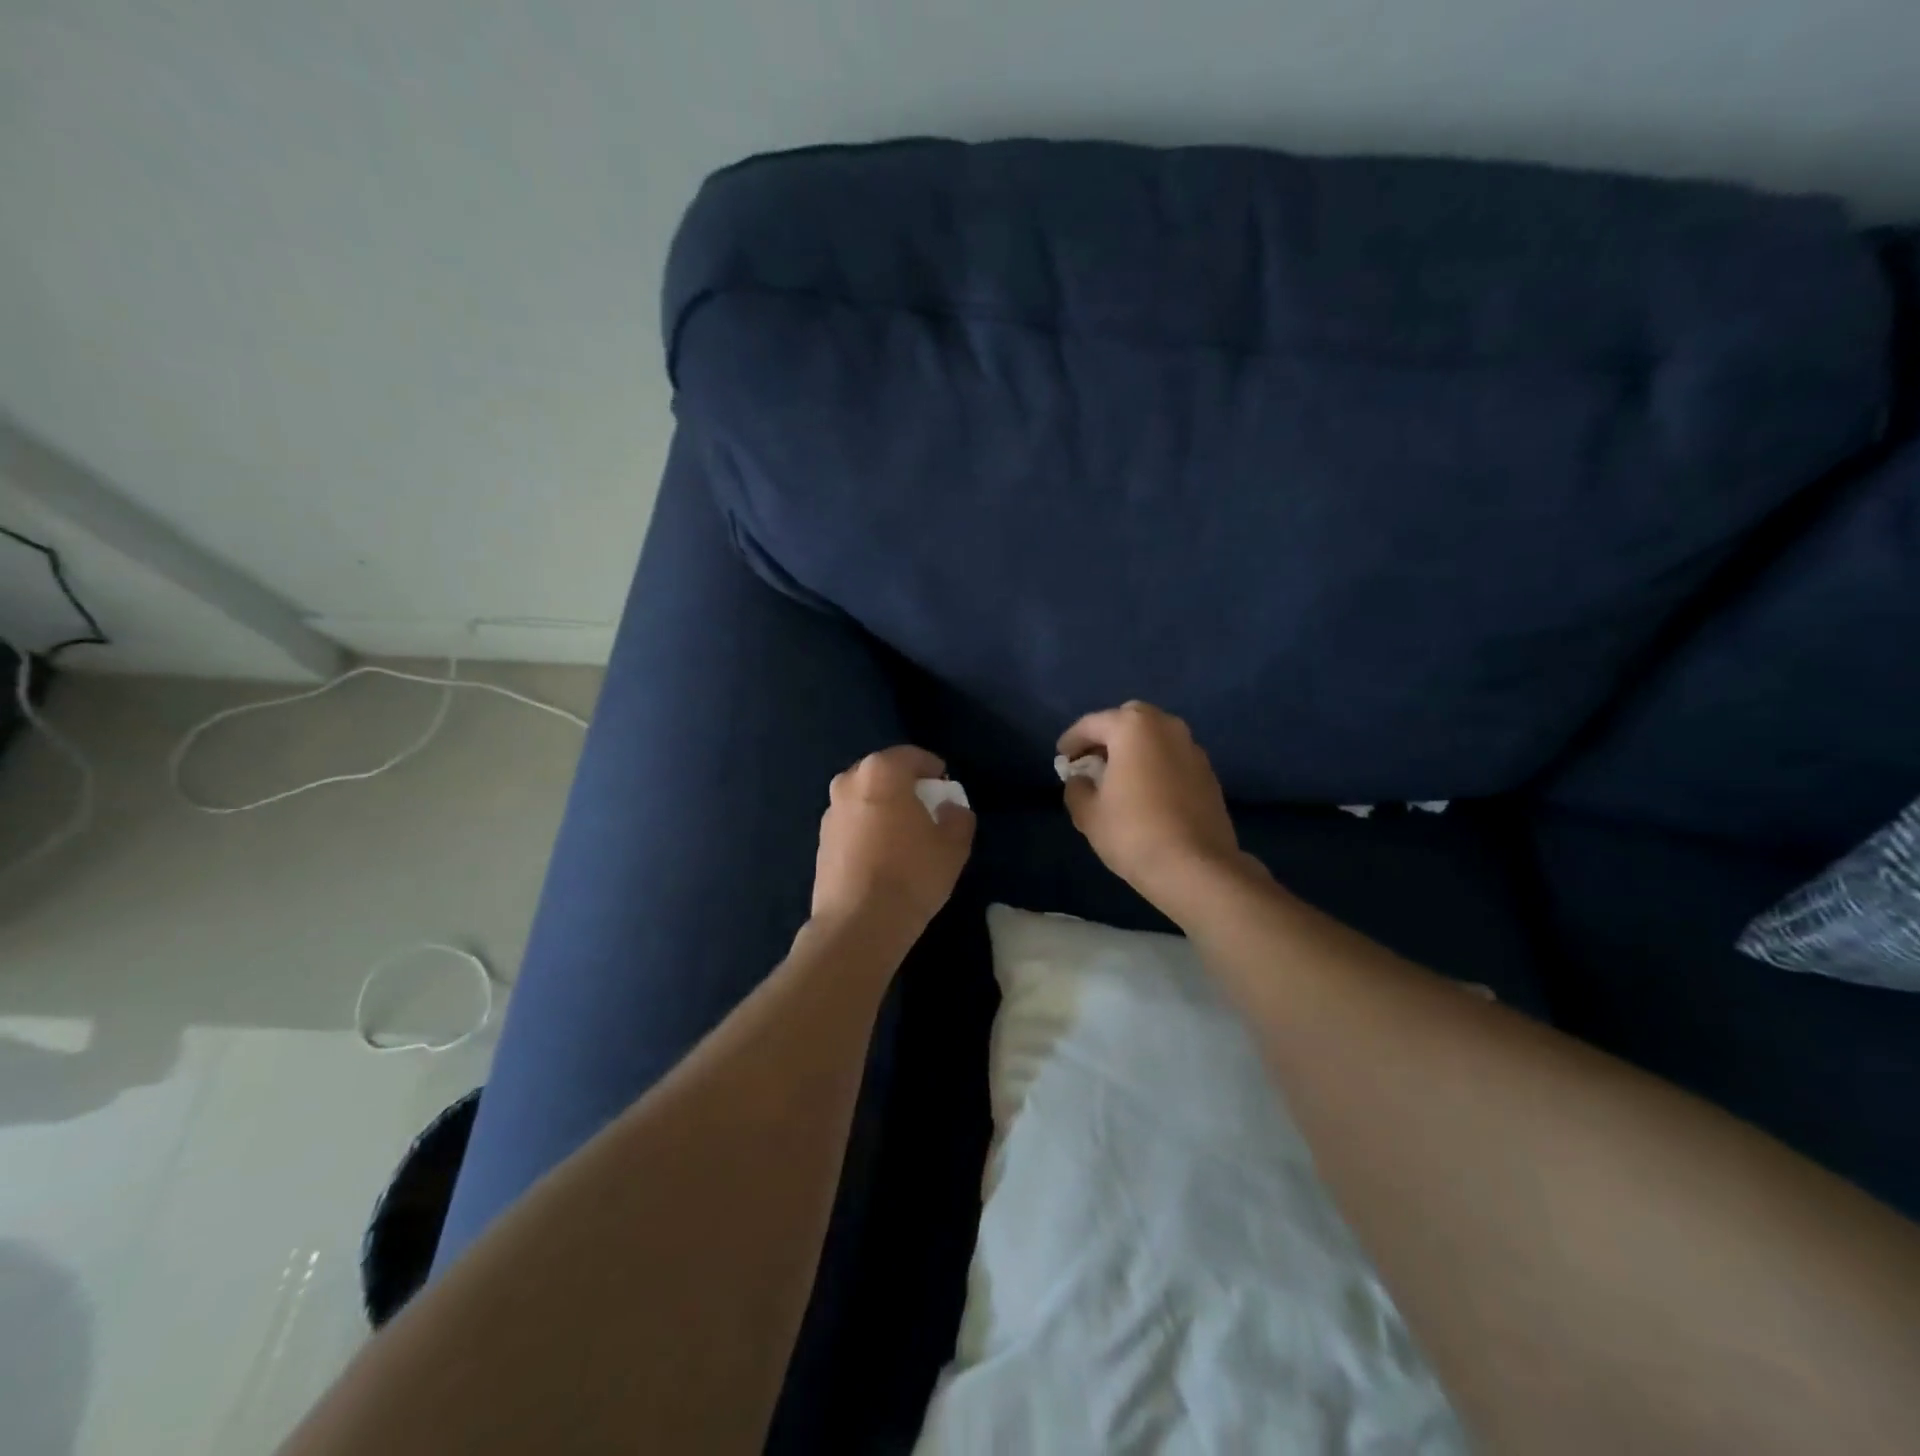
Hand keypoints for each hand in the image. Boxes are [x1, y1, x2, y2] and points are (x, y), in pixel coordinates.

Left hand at [811, 746, 973, 939]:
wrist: (858, 925)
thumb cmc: (911, 875)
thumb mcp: (953, 846)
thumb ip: (958, 817)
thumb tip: (951, 809)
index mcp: (881, 772)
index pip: (912, 756)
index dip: (933, 769)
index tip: (946, 786)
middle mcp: (848, 783)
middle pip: (883, 774)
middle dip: (905, 785)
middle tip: (926, 808)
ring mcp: (830, 813)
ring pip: (864, 799)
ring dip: (884, 807)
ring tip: (904, 834)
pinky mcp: (821, 842)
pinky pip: (852, 824)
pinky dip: (868, 829)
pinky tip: (883, 855)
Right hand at [1058, 702, 1243, 910]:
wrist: (1196, 868)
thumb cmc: (1133, 833)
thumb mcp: (1088, 813)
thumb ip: (1077, 788)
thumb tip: (1081, 780)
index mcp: (1133, 727)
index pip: (1093, 724)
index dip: (1072, 740)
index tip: (1061, 758)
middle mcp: (1167, 727)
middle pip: (1129, 721)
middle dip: (1108, 736)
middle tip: (1092, 762)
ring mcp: (1193, 749)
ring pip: (1155, 738)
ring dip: (1134, 750)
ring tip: (1118, 778)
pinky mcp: (1209, 774)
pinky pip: (1172, 758)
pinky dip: (1155, 766)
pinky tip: (1146, 793)